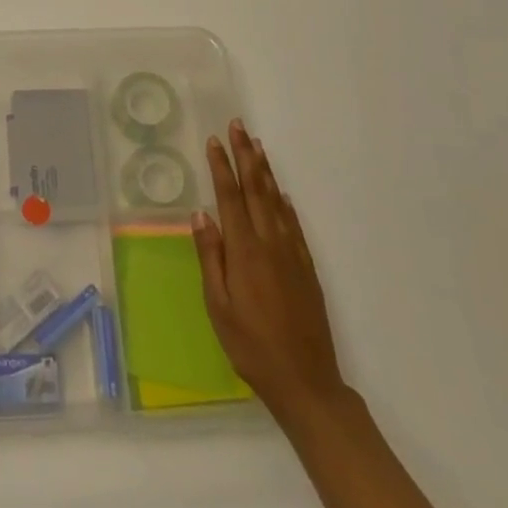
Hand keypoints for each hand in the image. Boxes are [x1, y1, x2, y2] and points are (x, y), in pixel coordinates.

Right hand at [192, 120, 347, 422]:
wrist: (306, 381)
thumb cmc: (251, 346)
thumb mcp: (218, 306)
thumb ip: (210, 257)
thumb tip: (200, 215)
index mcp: (244, 251)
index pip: (230, 198)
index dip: (222, 167)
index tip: (214, 140)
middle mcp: (270, 244)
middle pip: (256, 190)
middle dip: (246, 156)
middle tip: (239, 126)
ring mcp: (292, 254)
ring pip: (276, 202)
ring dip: (266, 171)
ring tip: (257, 146)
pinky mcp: (307, 268)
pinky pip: (294, 225)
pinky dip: (285, 203)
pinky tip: (280, 194)